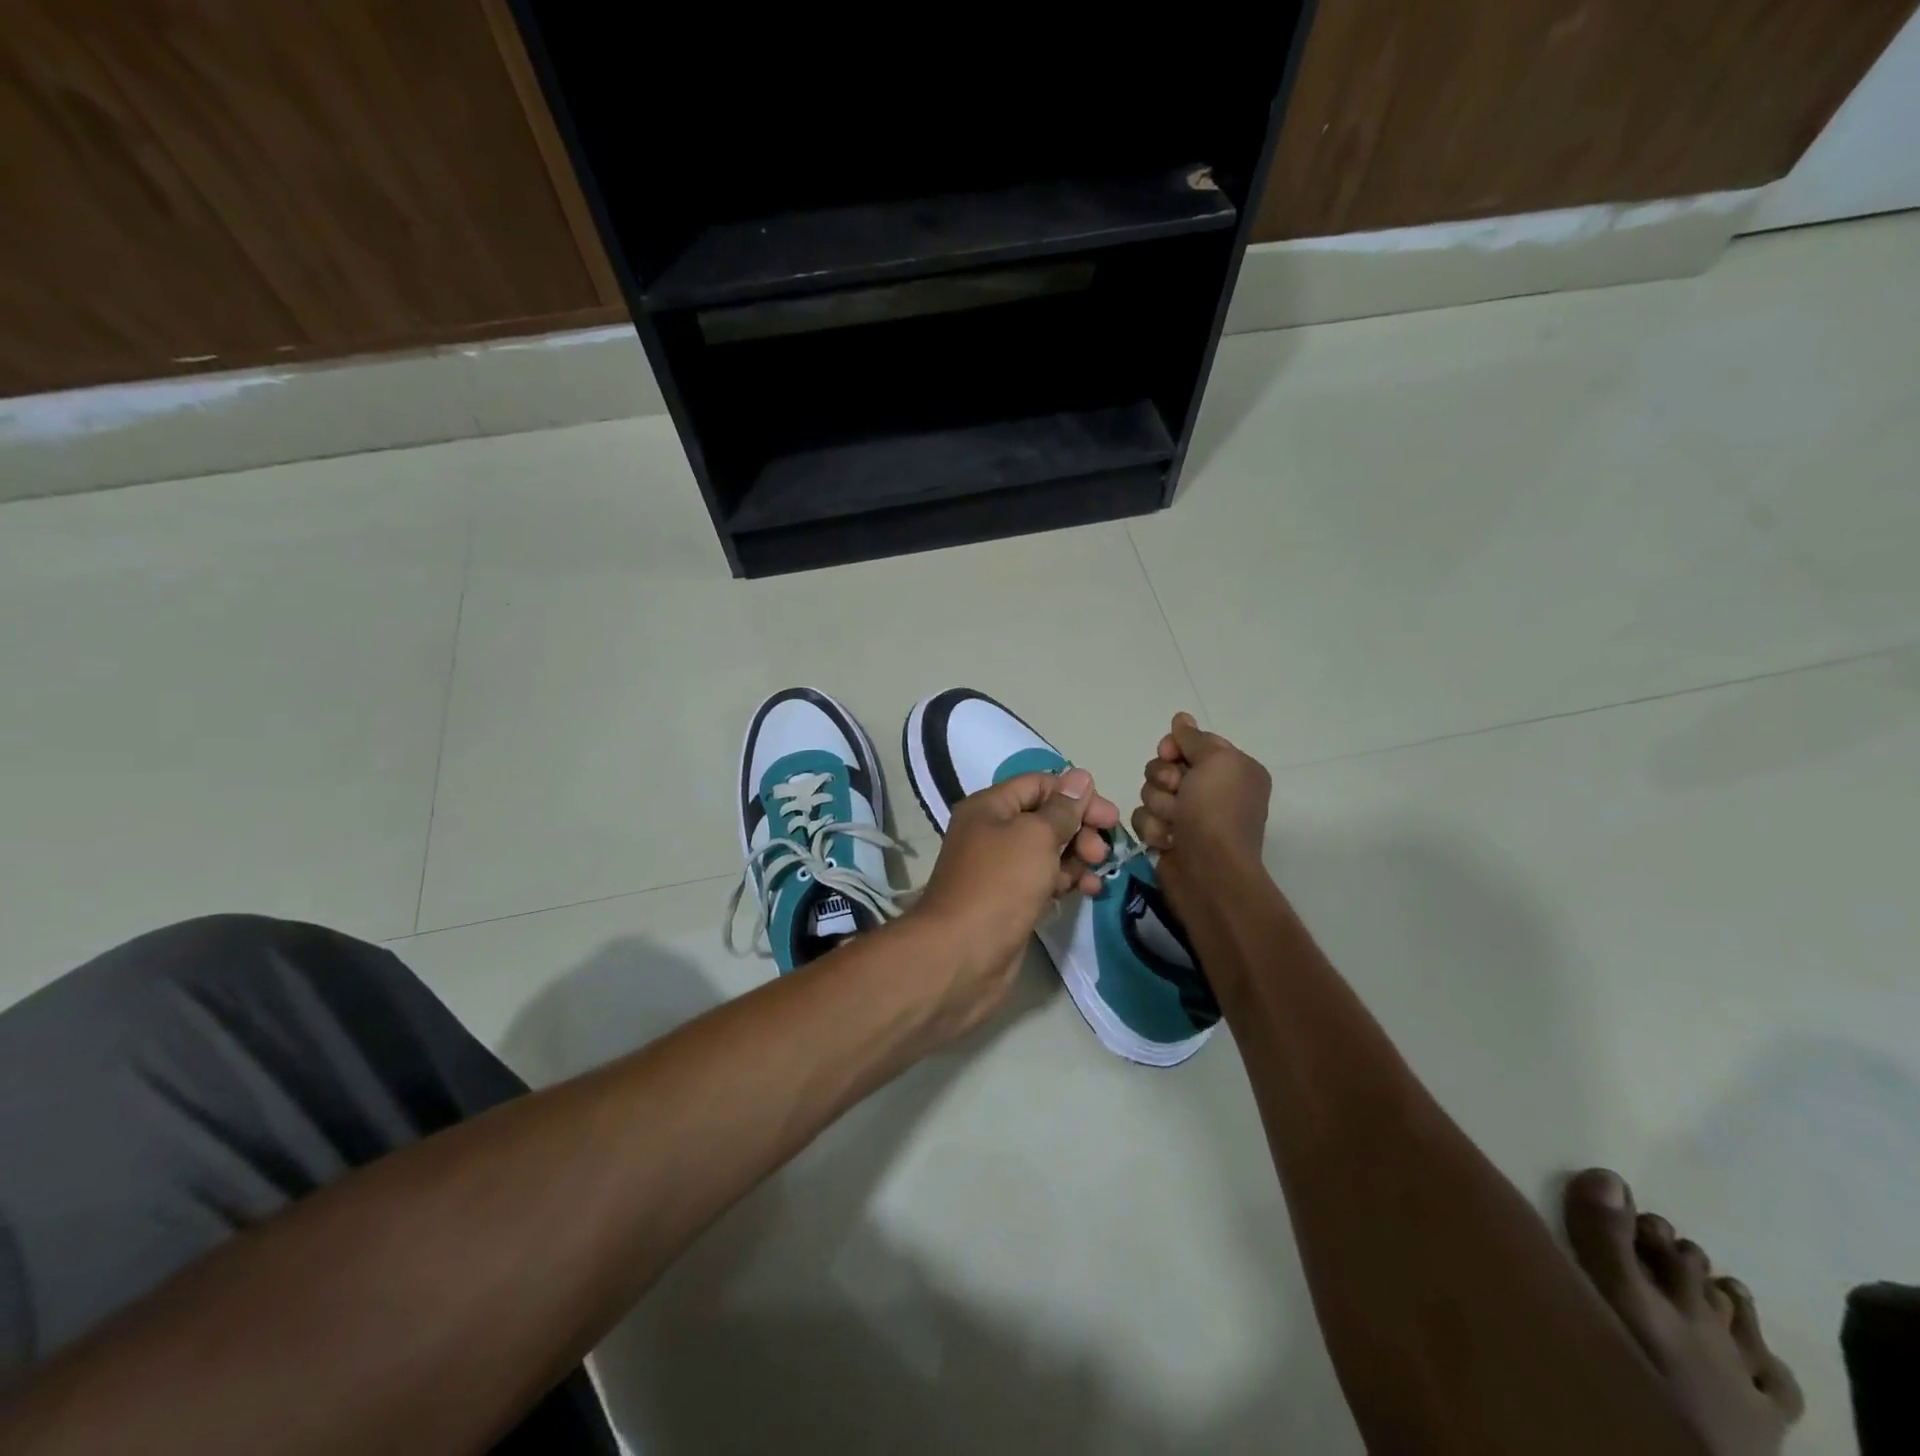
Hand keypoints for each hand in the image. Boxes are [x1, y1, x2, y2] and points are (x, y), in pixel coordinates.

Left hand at [912, 768, 1120, 1030]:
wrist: (963, 954)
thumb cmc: (1000, 884)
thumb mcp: (1036, 836)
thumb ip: (1062, 808)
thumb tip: (1080, 777)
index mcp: (989, 807)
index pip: (1038, 784)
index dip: (1075, 794)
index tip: (1109, 817)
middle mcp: (991, 832)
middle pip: (1045, 817)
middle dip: (1079, 829)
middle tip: (1102, 852)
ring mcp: (999, 868)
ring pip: (1047, 850)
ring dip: (1077, 857)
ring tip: (1096, 874)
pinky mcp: (1009, 899)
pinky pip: (1043, 879)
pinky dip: (1065, 880)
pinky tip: (1087, 891)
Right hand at [1133, 713, 1271, 874]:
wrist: (1208, 872)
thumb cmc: (1216, 812)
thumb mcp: (1216, 761)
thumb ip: (1194, 738)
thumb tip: (1181, 718)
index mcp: (1231, 769)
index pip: (1191, 742)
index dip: (1175, 747)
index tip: (1171, 753)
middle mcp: (1211, 790)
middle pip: (1164, 766)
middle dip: (1163, 778)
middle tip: (1177, 793)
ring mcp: (1187, 815)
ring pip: (1149, 791)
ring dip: (1158, 805)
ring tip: (1173, 823)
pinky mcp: (1167, 836)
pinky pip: (1143, 818)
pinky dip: (1152, 828)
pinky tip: (1166, 840)